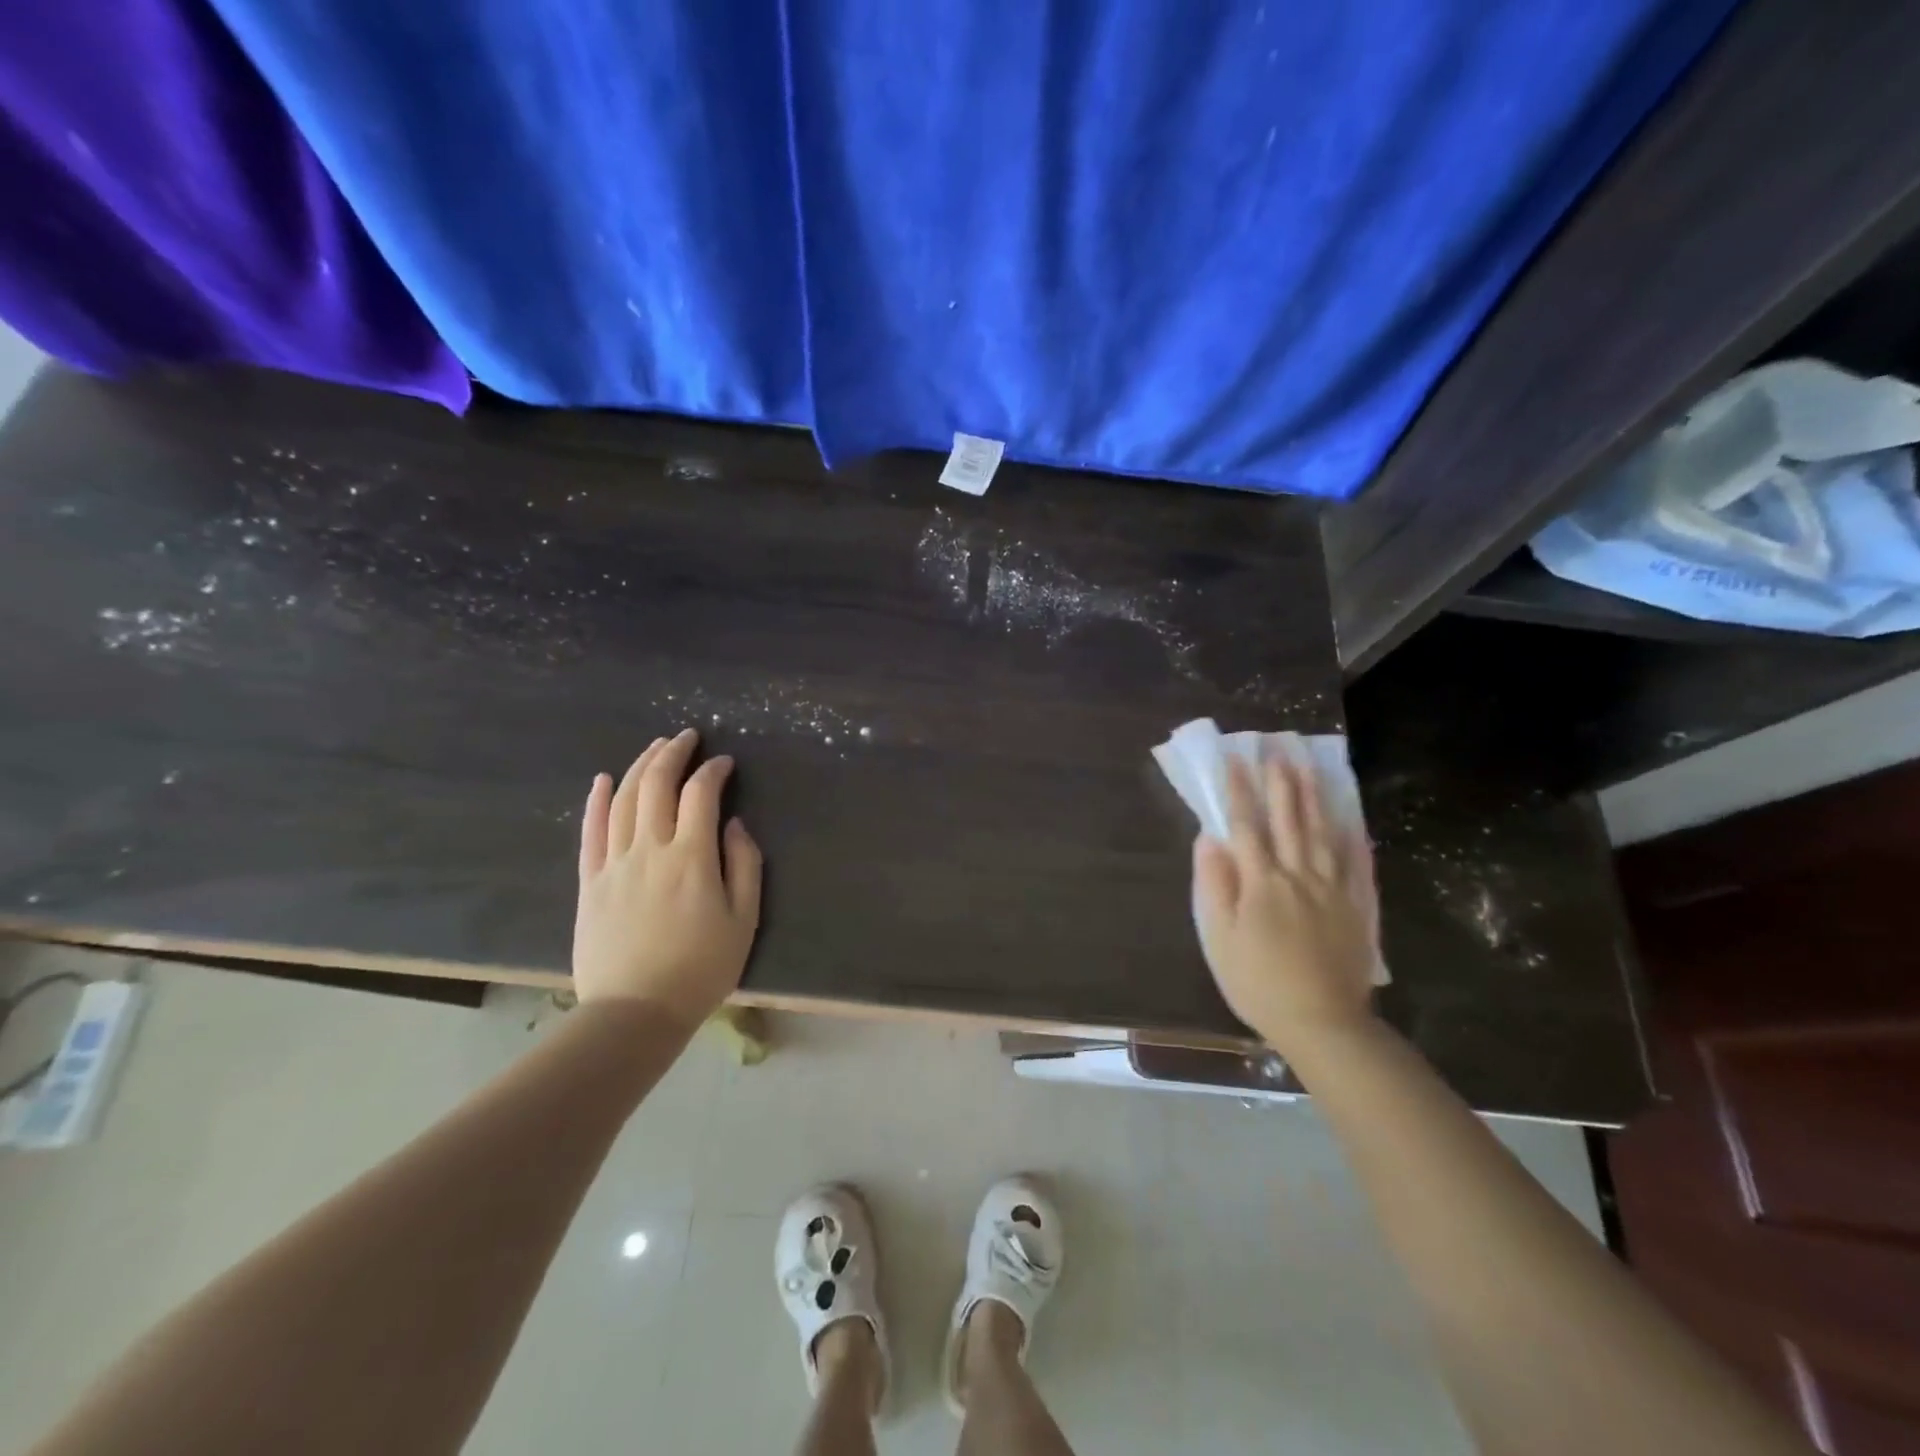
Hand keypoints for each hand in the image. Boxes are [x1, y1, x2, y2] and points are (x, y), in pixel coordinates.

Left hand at [572, 729, 762, 1026]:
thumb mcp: (744, 919)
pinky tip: (604, 779)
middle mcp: (650, 849)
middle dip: (673, 753)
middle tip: (687, 738)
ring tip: (655, 748)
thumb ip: (744, 865)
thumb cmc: (701, 968)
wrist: (635, 1012)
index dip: (714, 771)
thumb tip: (734, 824)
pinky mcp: (590, 882)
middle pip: (656, 785)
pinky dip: (597, 801)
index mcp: (692, 857)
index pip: (701, 795)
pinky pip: (590, 832)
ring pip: (623, 799)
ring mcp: (614, 863)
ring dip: (640, 767)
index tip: (726, 763)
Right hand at [1191, 754, 1379, 1054]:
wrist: (1321, 1022)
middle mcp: (1298, 875)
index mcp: (1261, 882)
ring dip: (1314, 798)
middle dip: (1280, 783)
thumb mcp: (1220, 938)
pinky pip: (1355, 864)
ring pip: (1322, 833)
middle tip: (1277, 750)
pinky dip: (1352, 838)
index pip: (1247, 826)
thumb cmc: (1258, 982)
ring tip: (1309, 768)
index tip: (1233, 759)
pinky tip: (1350, 819)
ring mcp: (1332, 889)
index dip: (1238, 791)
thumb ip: (1215, 885)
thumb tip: (1210, 839)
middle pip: (1288, 820)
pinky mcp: (1355, 907)